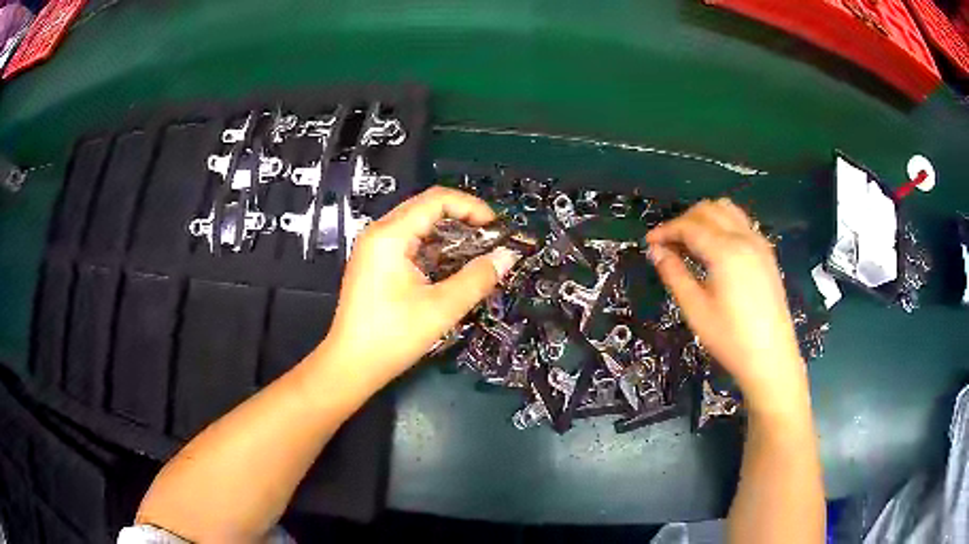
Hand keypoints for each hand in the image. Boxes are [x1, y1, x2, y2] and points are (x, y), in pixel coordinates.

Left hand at [319, 187, 519, 388]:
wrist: (351, 366)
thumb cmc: (392, 337)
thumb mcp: (441, 309)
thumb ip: (478, 278)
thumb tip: (508, 256)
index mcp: (390, 235)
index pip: (436, 199)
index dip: (471, 207)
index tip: (497, 228)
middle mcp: (379, 233)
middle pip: (426, 207)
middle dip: (463, 218)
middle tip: (491, 240)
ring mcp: (374, 248)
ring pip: (418, 225)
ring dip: (449, 234)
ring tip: (477, 254)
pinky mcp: (374, 263)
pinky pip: (409, 243)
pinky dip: (434, 248)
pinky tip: (452, 267)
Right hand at [646, 199, 805, 408]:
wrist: (771, 358)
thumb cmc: (731, 339)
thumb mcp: (696, 310)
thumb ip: (674, 274)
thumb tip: (656, 251)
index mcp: (725, 251)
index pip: (689, 226)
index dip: (666, 231)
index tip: (649, 243)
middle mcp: (744, 238)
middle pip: (708, 210)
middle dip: (684, 220)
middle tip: (668, 244)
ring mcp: (759, 243)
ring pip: (727, 210)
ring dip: (704, 218)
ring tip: (690, 242)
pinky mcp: (767, 253)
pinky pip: (741, 223)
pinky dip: (723, 224)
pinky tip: (715, 248)